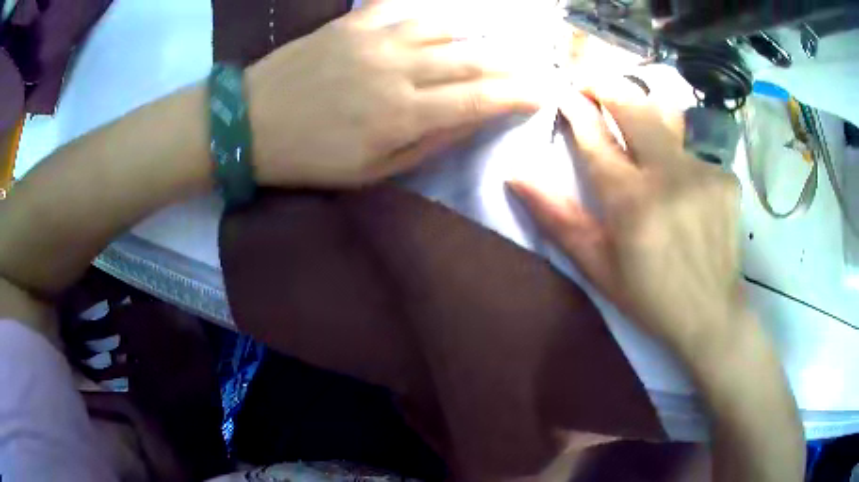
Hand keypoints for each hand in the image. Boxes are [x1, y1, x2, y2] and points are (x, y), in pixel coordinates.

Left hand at [247, 0, 550, 187]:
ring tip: (491, 48)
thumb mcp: (370, 171)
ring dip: (476, 38)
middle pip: (471, 61)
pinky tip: (443, 19)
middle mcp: (398, 69)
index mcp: (403, 113)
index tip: (541, 94)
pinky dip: (430, 12)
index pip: (479, 98)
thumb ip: (426, 144)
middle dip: (509, 66)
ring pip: (445, 29)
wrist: (251, 122)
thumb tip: (471, 120)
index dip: (517, 95)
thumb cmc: (309, 156)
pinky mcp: (353, 22)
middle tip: (531, 69)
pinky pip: (402, 7)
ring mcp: (375, 38)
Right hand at [510, 78, 742, 357]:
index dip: (576, 109)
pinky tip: (682, 185)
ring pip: (666, 117)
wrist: (711, 314)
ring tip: (635, 123)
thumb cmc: (649, 296)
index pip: (596, 136)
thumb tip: (516, 174)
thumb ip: (557, 217)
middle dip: (605, 86)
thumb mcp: (597, 266)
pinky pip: (692, 150)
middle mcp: (669, 176)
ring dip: (643, 112)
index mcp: (632, 202)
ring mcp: (703, 172)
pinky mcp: (726, 177)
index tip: (564, 92)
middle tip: (590, 85)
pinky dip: (678, 156)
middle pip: (633, 105)